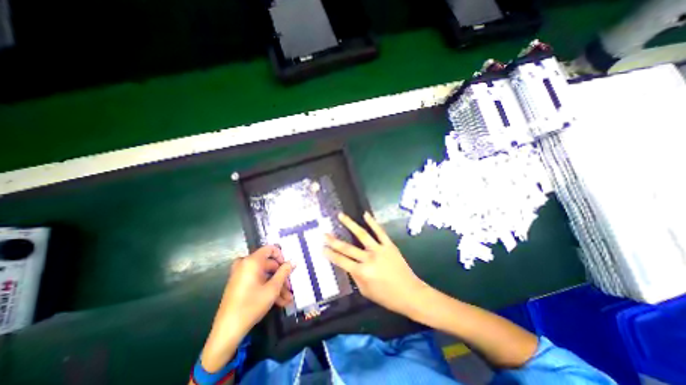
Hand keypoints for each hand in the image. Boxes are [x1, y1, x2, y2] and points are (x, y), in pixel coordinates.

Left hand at [200, 245, 293, 371]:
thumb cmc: (252, 305)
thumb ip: (284, 272)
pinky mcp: (239, 284)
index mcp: (252, 261)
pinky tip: (279, 301)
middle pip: (269, 264)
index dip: (281, 256)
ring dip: (276, 286)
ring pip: (264, 275)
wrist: (227, 331)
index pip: (270, 249)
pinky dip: (267, 288)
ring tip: (287, 299)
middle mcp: (245, 264)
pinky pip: (257, 281)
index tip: (288, 267)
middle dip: (281, 277)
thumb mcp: (273, 288)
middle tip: (290, 287)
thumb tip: (293, 261)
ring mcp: (241, 275)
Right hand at [324, 211, 426, 317]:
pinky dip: (372, 222)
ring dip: (350, 224)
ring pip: (362, 234)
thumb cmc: (387, 297)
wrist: (410, 293)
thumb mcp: (366, 291)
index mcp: (362, 273)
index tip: (321, 247)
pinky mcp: (389, 245)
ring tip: (341, 216)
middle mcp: (369, 259)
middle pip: (347, 247)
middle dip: (333, 240)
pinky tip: (365, 214)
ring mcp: (379, 250)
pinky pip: (380, 232)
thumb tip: (349, 265)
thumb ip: (355, 277)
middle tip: (324, 233)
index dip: (330, 254)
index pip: (341, 261)